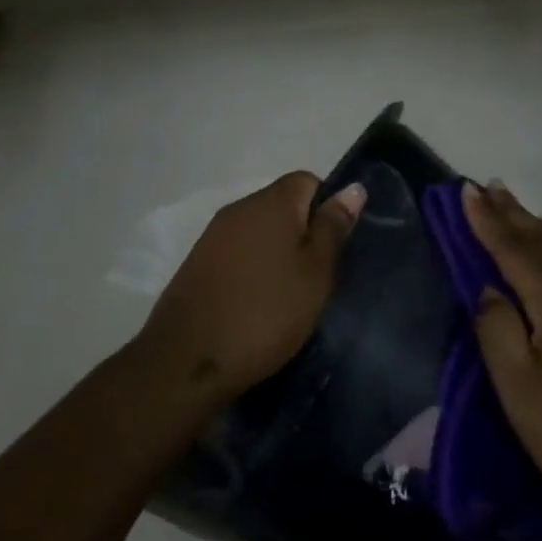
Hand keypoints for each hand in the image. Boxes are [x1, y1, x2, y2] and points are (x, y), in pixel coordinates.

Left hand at [135, 171, 365, 408]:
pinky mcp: (197, 264)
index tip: (334, 249)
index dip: (327, 208)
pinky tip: (257, 303)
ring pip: (258, 232)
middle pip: (282, 206)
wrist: (189, 359)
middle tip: (317, 277)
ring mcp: (212, 236)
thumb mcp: (315, 273)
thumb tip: (352, 188)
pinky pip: (237, 254)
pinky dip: (252, 270)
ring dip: (277, 254)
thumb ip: (333, 228)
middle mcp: (238, 209)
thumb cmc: (267, 313)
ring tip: (289, 294)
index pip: (308, 181)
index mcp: (270, 202)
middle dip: (303, 233)